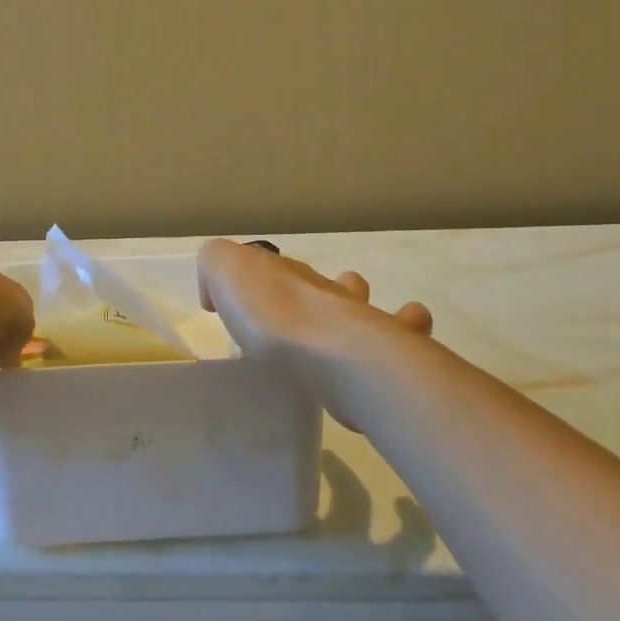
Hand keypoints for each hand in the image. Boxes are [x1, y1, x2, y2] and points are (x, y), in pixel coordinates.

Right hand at [195, 239, 430, 423]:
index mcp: (287, 273)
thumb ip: (215, 264)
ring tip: (356, 326)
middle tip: (301, 319)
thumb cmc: (272, 315)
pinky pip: (403, 339)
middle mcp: (328, 292)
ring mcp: (363, 321)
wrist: (335, 354)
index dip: (256, 281)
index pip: (272, 267)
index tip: (244, 307)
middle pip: (323, 284)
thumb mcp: (223, 270)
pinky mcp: (389, 356)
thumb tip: (217, 288)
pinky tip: (390, 349)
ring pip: (366, 305)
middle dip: (317, 292)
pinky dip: (404, 332)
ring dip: (363, 308)